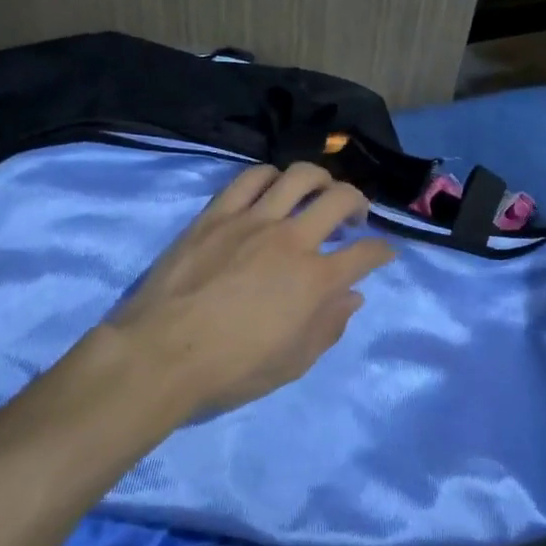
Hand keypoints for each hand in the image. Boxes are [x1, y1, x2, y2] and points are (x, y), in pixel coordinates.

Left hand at [100, 162, 395, 417]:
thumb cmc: (231, 369)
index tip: (384, 252)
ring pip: (299, 177)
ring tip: (319, 190)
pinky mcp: (218, 213)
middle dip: (358, 202)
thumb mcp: (292, 363)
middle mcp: (292, 240)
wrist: (161, 354)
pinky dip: (271, 176)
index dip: (382, 251)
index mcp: (315, 280)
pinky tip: (274, 186)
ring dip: (320, 179)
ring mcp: (253, 221)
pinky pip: (251, 178)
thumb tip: (353, 296)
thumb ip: (328, 326)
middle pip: (340, 199)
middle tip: (355, 216)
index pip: (365, 254)